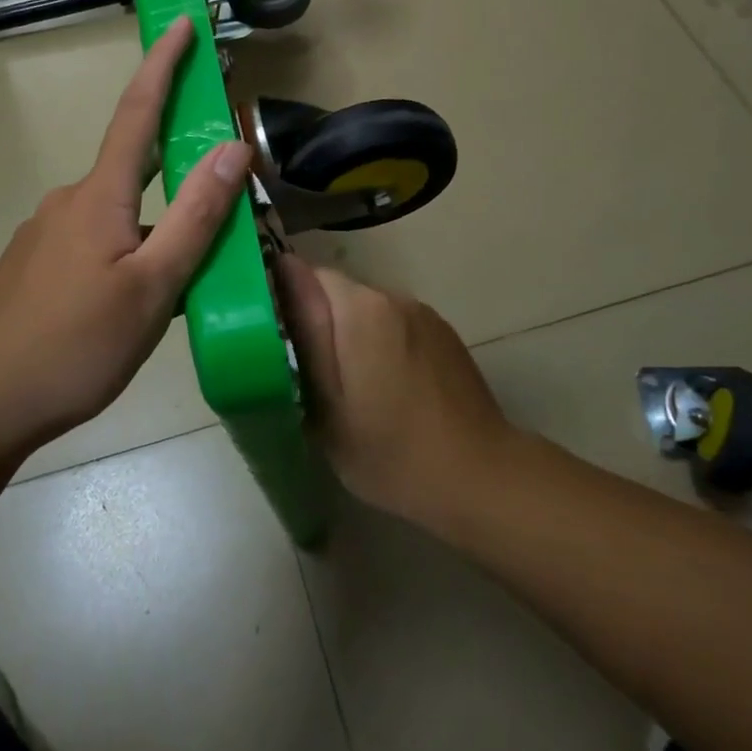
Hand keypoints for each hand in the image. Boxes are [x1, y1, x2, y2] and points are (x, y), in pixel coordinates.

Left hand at [0, 15, 251, 452]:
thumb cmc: (73, 345)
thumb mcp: (152, 287)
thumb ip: (196, 218)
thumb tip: (234, 149)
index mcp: (100, 196)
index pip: (138, 112)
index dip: (163, 64)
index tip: (183, 23)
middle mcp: (70, 201)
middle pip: (134, 164)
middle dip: (177, 157)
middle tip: (219, 176)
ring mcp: (48, 235)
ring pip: (119, 212)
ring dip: (158, 222)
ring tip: (192, 271)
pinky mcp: (37, 268)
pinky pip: (98, 241)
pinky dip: (132, 248)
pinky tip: (143, 297)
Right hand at [276, 257, 514, 526]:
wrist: (480, 477)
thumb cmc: (390, 451)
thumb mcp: (327, 406)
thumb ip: (305, 337)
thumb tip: (281, 282)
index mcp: (359, 309)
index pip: (302, 273)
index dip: (280, 298)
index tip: (271, 336)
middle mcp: (391, 296)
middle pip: (334, 290)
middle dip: (314, 320)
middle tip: (305, 371)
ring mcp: (421, 312)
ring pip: (364, 308)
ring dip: (348, 332)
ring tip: (348, 384)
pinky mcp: (442, 332)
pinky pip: (393, 323)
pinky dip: (379, 342)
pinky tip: (387, 387)